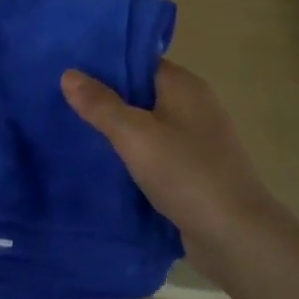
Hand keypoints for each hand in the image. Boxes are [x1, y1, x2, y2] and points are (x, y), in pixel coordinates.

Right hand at [61, 61, 289, 286]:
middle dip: (105, 98)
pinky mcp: (194, 171)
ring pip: (146, 125)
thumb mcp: (135, 135)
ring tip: (73, 130)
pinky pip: (155, 153)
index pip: (138, 61)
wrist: (237, 237)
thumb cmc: (186, 173)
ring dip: (117, 130)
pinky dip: (132, 156)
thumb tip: (68, 73)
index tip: (68, 68)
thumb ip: (100, 104)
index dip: (104, 63)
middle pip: (140, 92)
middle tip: (61, 100)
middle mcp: (193, 105)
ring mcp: (196, 140)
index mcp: (184, 85)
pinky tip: (103, 164)